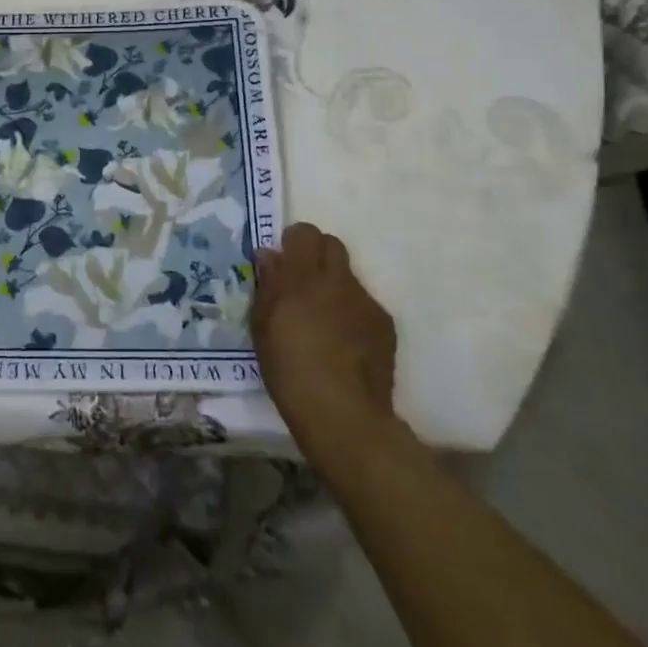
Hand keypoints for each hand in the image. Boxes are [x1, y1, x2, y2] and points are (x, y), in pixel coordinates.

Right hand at [253, 222, 399, 472]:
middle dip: (316, 255)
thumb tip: (270, 256)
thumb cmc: (289, 369)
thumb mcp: (262, 326)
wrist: (342, 413)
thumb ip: (268, 285)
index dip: (294, 242)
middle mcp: (338, 280)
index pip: (304, 233)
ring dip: (333, 287)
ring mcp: (365, 301)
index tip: (283, 262)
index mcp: (302, 277)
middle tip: (301, 283)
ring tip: (322, 321)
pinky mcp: (384, 324)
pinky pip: (363, 305)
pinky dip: (351, 314)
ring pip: (348, 276)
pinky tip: (343, 344)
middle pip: (332, 244)